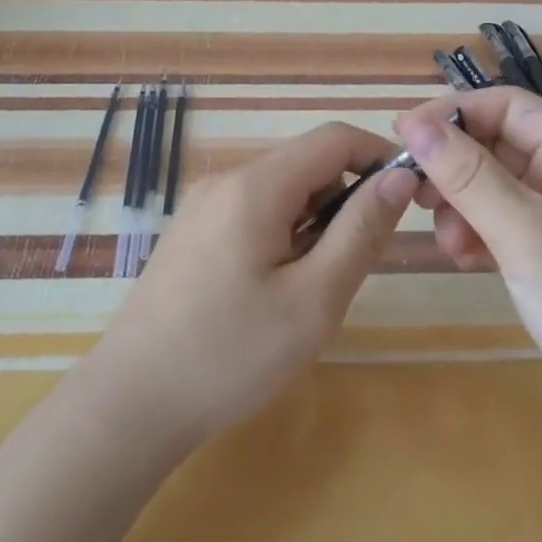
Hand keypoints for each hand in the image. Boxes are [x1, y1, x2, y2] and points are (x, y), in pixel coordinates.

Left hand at [85, 123, 416, 452]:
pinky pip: (253, 214)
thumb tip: (399, 178)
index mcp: (255, 186)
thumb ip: (361, 231)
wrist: (132, 402)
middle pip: (306, 164)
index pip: (334, 139)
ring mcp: (202, 207)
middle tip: (353, 266)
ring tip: (310, 289)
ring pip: (281, 192)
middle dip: (345, 200)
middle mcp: (225, 182)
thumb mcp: (315, 299)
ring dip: (314, 223)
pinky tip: (273, 292)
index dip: (379, 157)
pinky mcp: (192, 234)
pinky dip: (283, 236)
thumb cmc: (231, 354)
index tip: (409, 200)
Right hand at [395, 88, 541, 436]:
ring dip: (465, 205)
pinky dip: (482, 234)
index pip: (508, 106)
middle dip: (456, 167)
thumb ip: (468, 176)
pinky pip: (509, 224)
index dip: (453, 113)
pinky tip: (469, 262)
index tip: (403, 137)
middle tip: (419, 199)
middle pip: (501, 145)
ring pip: (500, 187)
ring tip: (451, 245)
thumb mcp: (525, 234)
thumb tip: (415, 123)